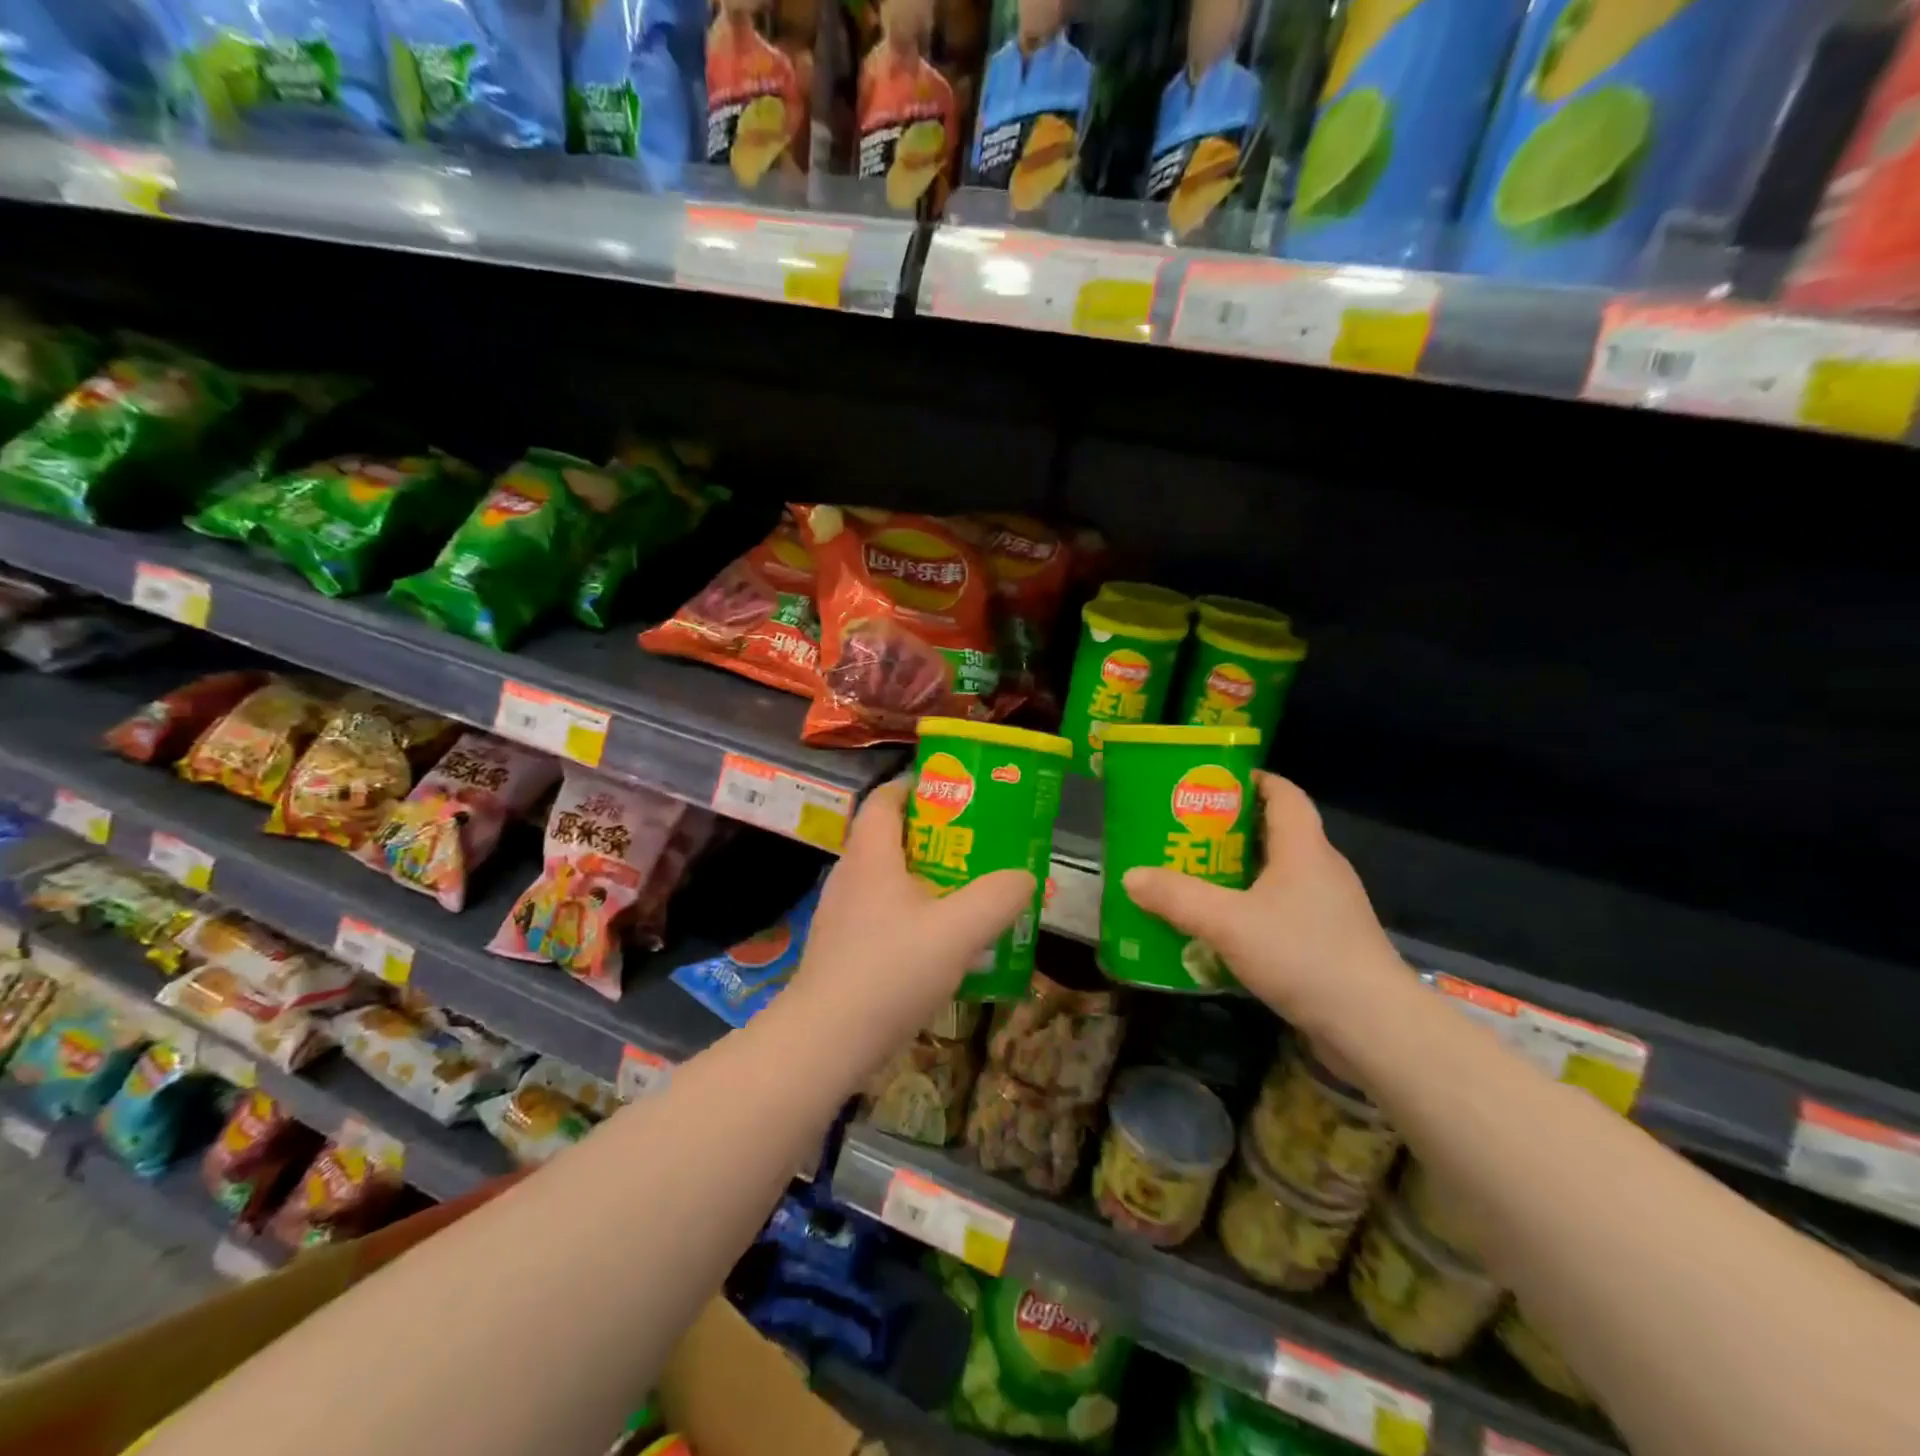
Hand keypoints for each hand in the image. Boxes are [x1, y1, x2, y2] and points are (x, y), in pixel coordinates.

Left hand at [790, 778, 1033, 1069]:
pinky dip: (910, 913)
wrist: (826, 1040)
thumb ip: (997, 898)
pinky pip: (881, 913)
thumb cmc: (890, 970)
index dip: (916, 786)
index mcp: (871, 855)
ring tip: (965, 890)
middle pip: (889, 837)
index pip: (885, 799)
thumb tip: (1023, 876)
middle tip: (975, 843)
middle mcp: (850, 876)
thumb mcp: (958, 931)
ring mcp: (841, 914)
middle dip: (932, 834)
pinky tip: (937, 942)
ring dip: (923, 877)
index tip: (954, 791)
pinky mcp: (841, 948)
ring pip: (886, 879)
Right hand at [1122, 772, 1407, 1039]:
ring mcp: (1330, 908)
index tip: (1211, 783)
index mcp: (1304, 847)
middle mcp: (1321, 869)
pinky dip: (1253, 909)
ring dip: (1239, 873)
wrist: (1373, 1026)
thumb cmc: (1303, 954)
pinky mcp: (1330, 942)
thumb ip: (1177, 897)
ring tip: (1194, 879)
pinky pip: (1284, 910)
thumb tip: (1130, 876)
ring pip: (1278, 875)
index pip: (1284, 793)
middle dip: (1230, 830)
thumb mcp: (1227, 922)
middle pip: (1275, 832)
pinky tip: (1223, 930)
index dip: (1251, 780)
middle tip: (1185, 834)